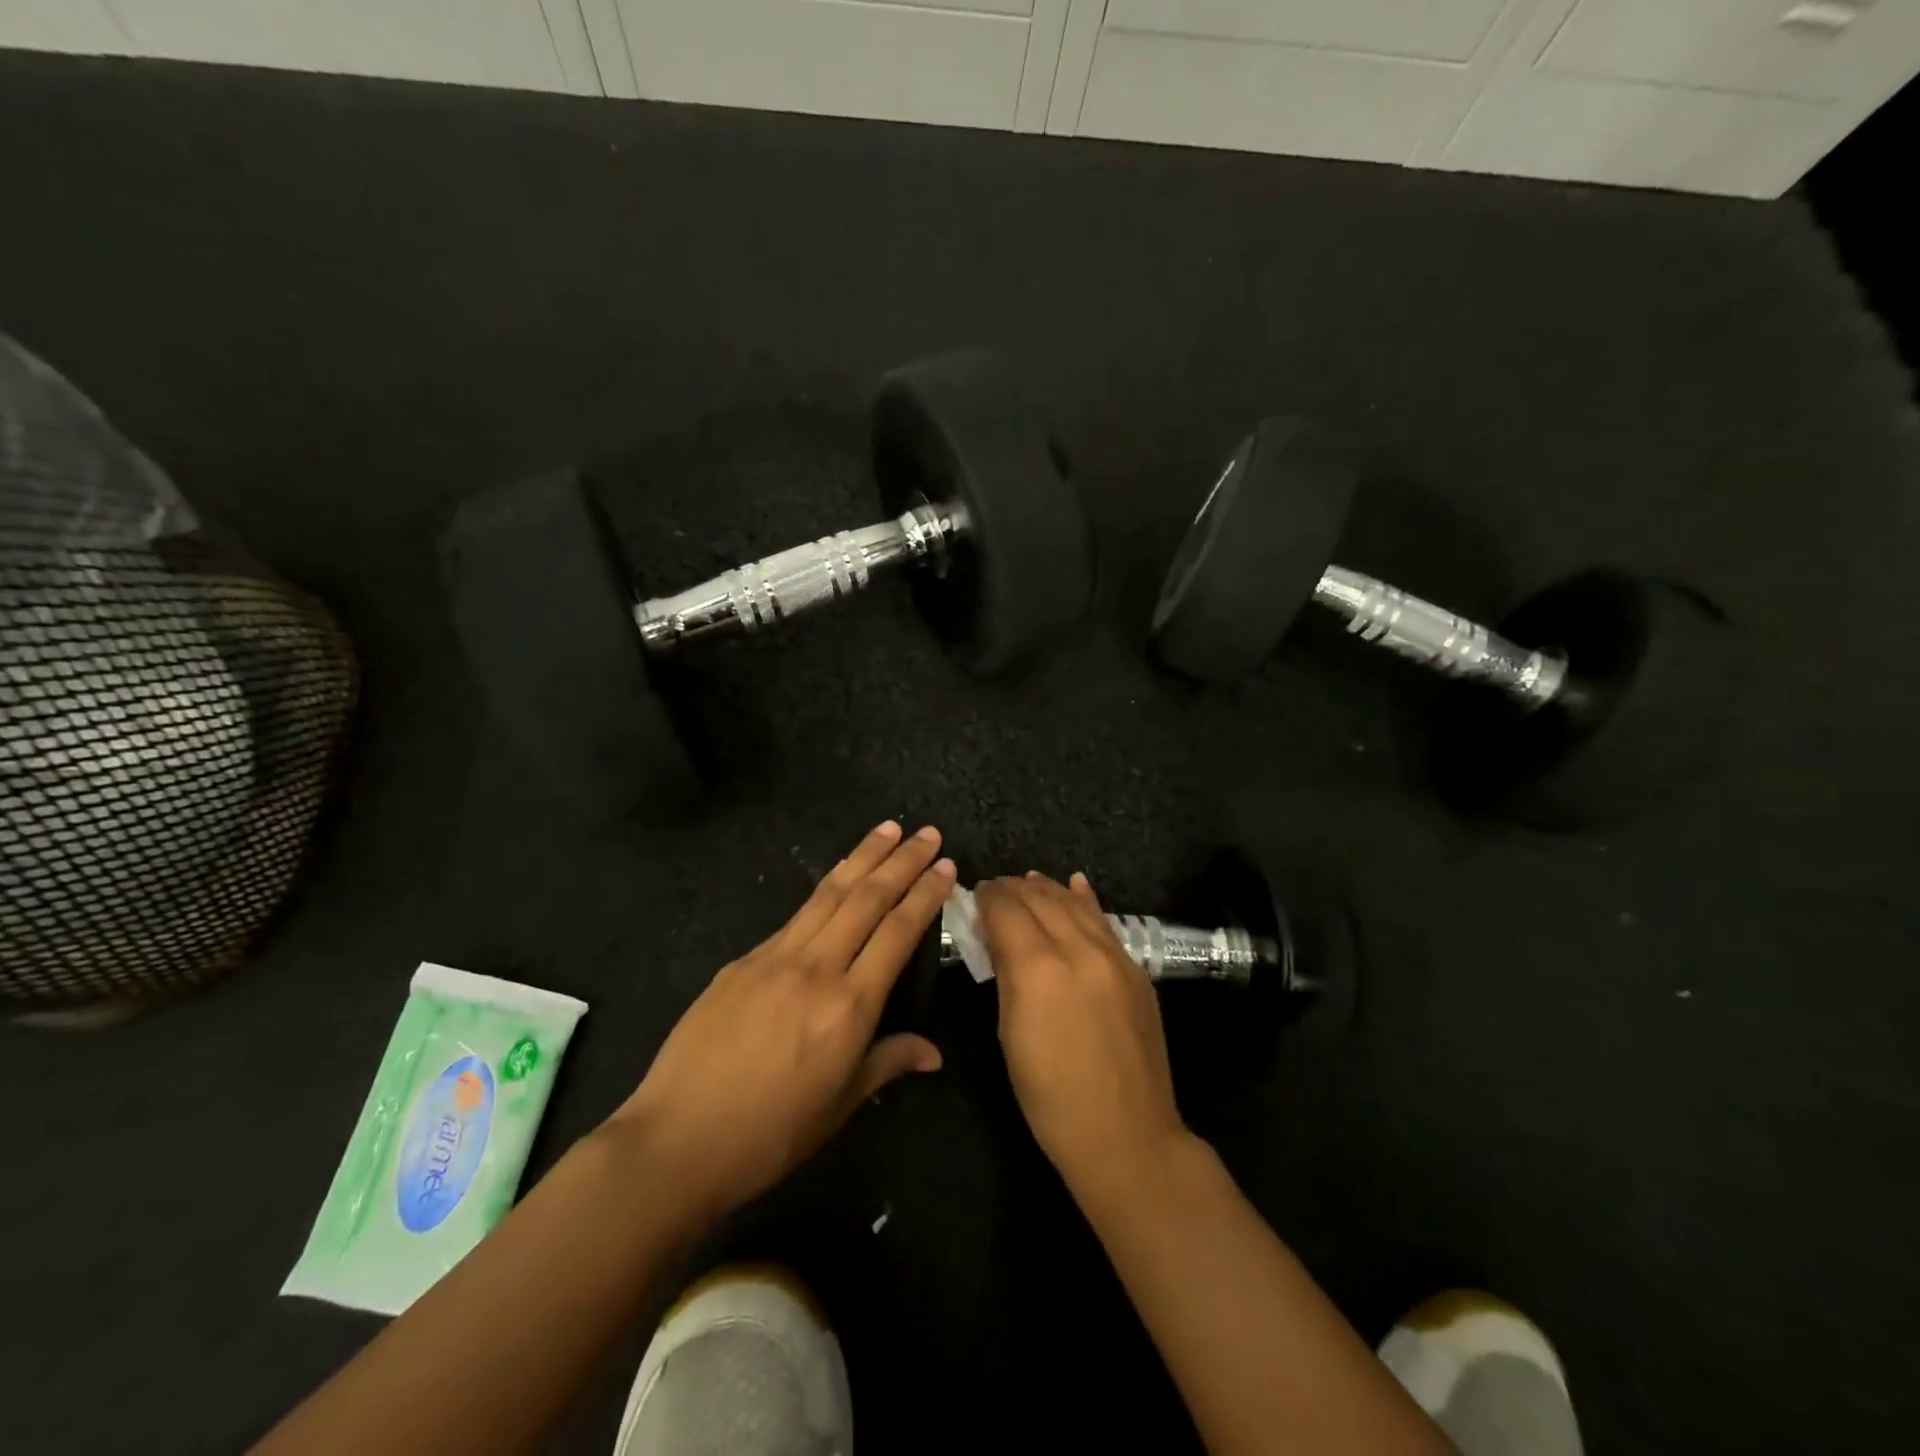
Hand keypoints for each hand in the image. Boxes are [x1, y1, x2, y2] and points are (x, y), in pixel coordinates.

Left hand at [608, 822, 954, 1223]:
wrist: (676, 1140)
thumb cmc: (770, 1134)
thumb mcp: (839, 1105)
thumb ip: (888, 1062)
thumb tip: (933, 1053)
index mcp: (849, 1007)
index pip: (898, 933)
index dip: (925, 895)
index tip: (946, 866)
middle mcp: (816, 969)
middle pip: (866, 899)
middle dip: (901, 861)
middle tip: (927, 833)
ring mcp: (774, 958)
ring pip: (828, 894)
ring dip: (862, 857)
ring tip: (887, 829)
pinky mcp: (742, 961)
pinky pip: (795, 917)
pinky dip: (823, 890)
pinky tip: (835, 881)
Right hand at [977, 872, 1190, 1206]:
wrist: (1127, 1135)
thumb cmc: (1051, 1097)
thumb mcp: (1010, 1034)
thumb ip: (1006, 976)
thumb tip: (998, 939)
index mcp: (1038, 968)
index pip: (1007, 910)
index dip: (988, 897)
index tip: (976, 893)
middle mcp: (1078, 949)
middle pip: (1041, 899)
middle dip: (1014, 889)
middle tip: (996, 889)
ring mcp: (1114, 956)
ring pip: (1075, 904)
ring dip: (1048, 889)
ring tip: (1029, 882)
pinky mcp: (1136, 969)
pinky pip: (1106, 922)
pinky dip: (1086, 900)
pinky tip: (1076, 884)